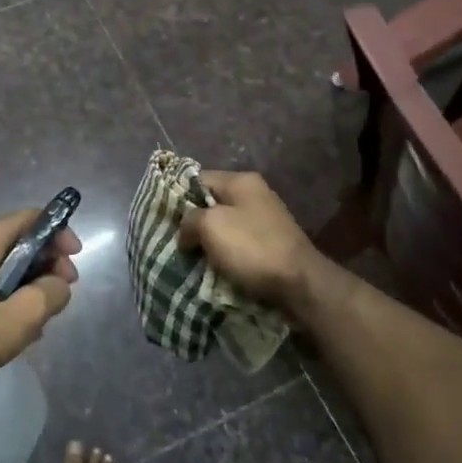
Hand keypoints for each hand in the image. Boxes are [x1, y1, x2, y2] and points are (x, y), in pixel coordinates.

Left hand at [0, 210, 79, 384]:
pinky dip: (19, 294)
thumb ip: (51, 293)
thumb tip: (60, 285)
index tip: (75, 257)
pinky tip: (26, 325)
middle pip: (24, 239)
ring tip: (47, 313)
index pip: (32, 218)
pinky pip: (2, 280)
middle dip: (50, 261)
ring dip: (36, 282)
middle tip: (65, 289)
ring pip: (15, 263)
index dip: (58, 232)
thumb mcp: (23, 316)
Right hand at [176, 171, 318, 311]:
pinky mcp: (271, 246)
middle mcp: (255, 195)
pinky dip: (224, 256)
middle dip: (192, 223)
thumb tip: (186, 233)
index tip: (161, 217)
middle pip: (211, 204)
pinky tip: (212, 270)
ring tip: (188, 260)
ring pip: (224, 227)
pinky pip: (238, 246)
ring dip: (208, 244)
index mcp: (241, 181)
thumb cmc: (252, 248)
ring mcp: (265, 221)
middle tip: (173, 242)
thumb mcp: (211, 226)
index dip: (177, 196)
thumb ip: (189, 221)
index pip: (197, 178)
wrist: (300, 284)